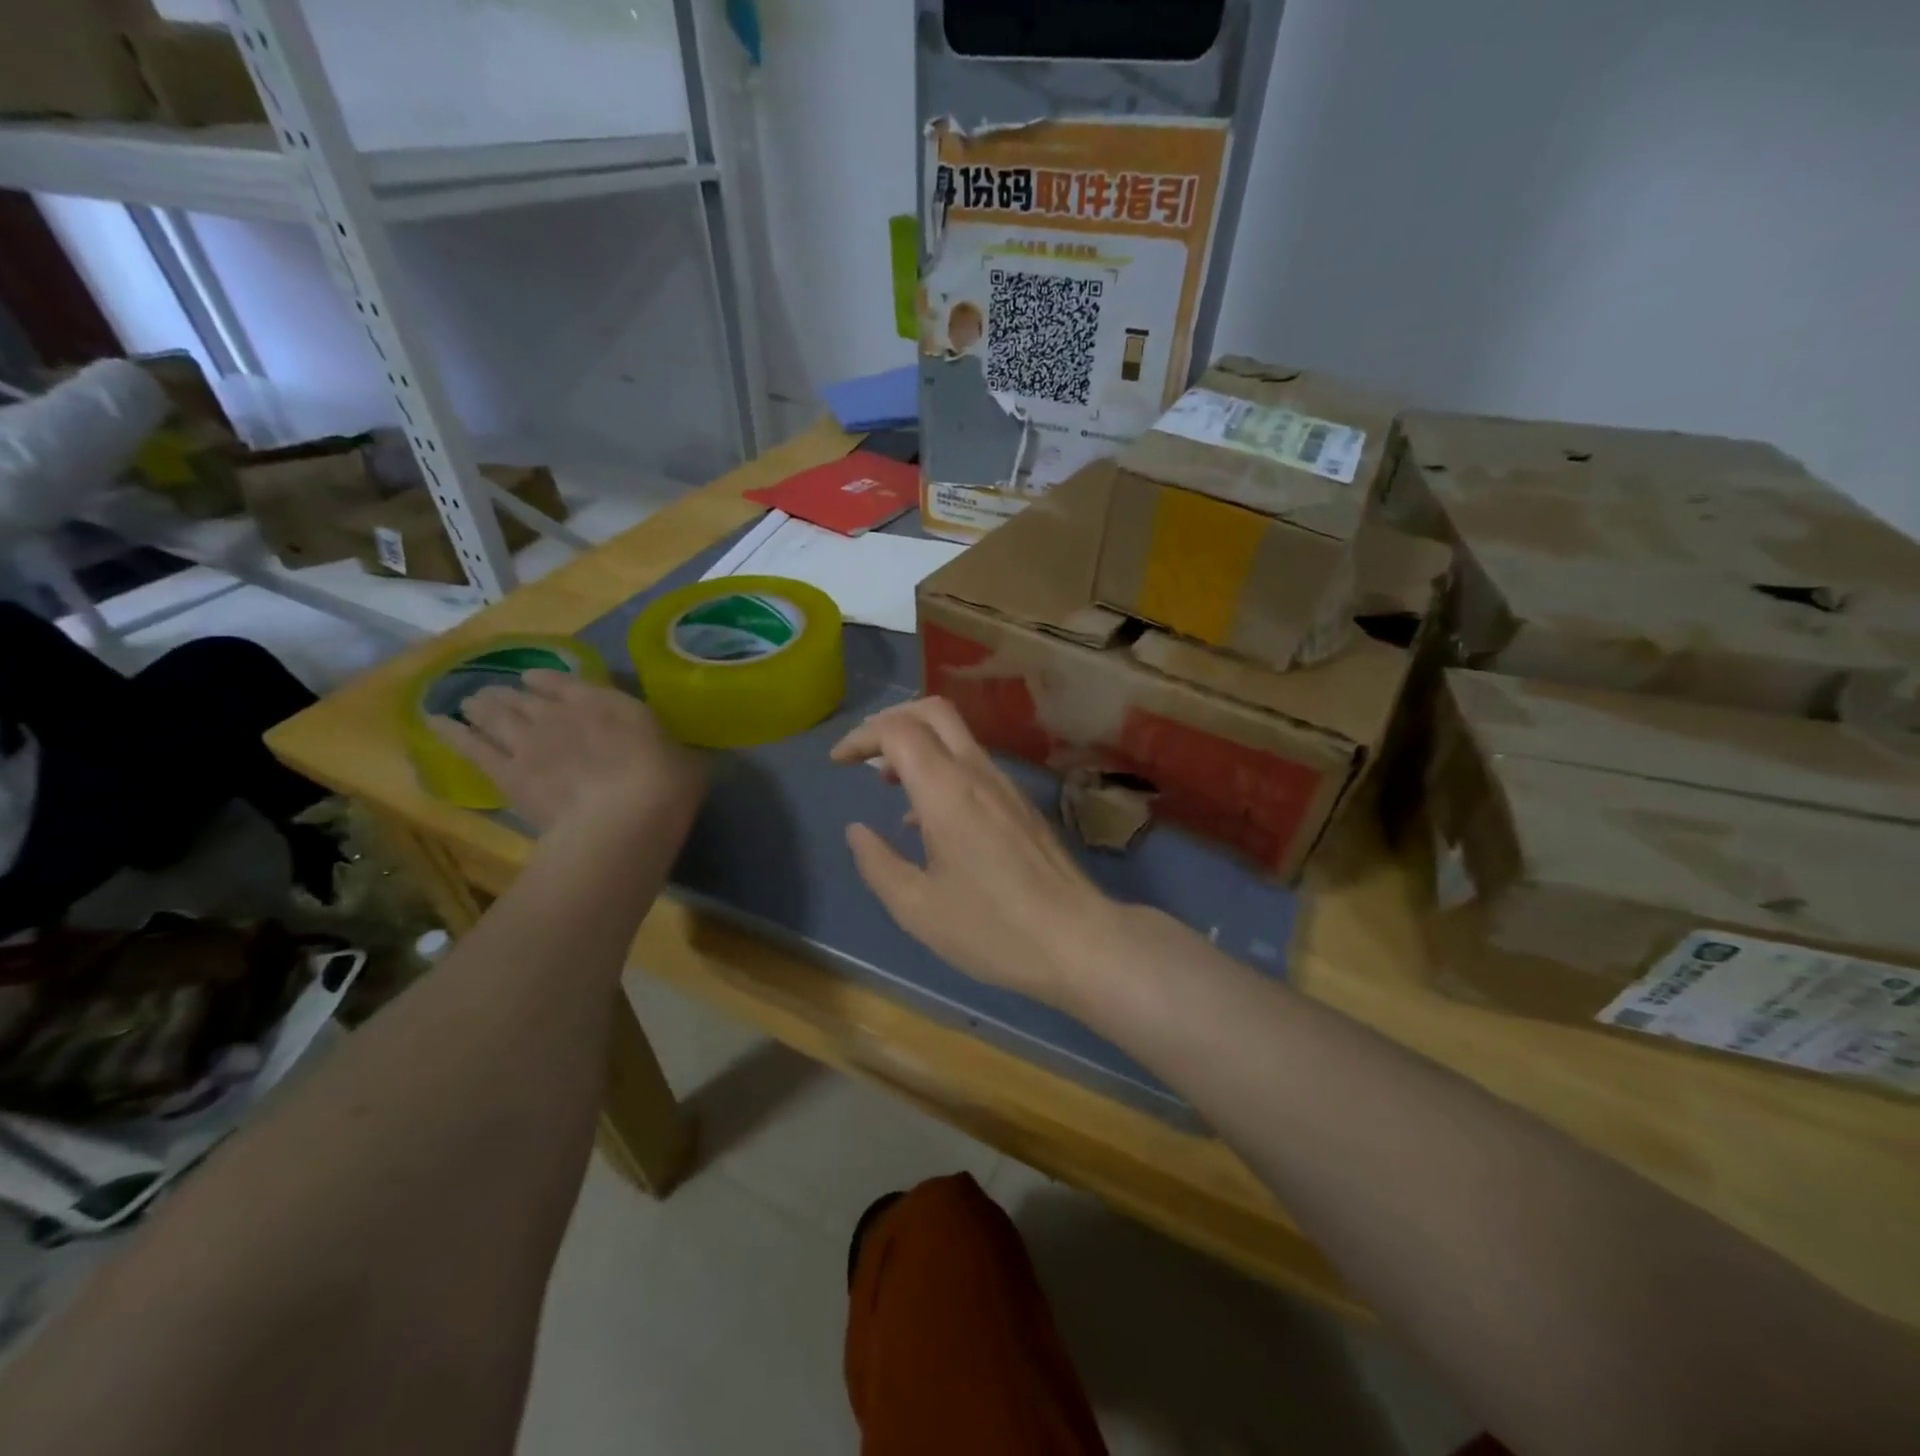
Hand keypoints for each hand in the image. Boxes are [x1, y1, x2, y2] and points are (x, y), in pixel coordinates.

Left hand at [431, 670, 702, 835]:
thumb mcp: (686, 761)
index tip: (538, 681)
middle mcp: (562, 713)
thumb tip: (681, 757)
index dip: (550, 681)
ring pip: (494, 713)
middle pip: (525, 697)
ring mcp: (529, 741)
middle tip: (498, 694)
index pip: (568, 682)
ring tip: (471, 703)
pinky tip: (433, 721)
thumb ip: (672, 752)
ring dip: (482, 705)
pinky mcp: (506, 773)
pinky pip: (469, 745)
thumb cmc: (665, 784)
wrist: (624, 817)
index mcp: (607, 702)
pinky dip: (450, 731)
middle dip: (511, 693)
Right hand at [830, 698, 1118, 1010]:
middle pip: (933, 712)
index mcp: (947, 791)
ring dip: (918, 744)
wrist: (1078, 939)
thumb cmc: (991, 928)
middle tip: (864, 754)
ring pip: (957, 736)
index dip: (862, 736)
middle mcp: (978, 773)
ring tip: (888, 782)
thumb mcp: (917, 907)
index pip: (898, 730)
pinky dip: (941, 768)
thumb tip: (857, 831)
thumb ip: (878, 863)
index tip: (838, 762)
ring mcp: (1006, 786)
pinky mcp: (1021, 804)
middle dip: (891, 720)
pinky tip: (929, 818)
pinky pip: (974, 765)